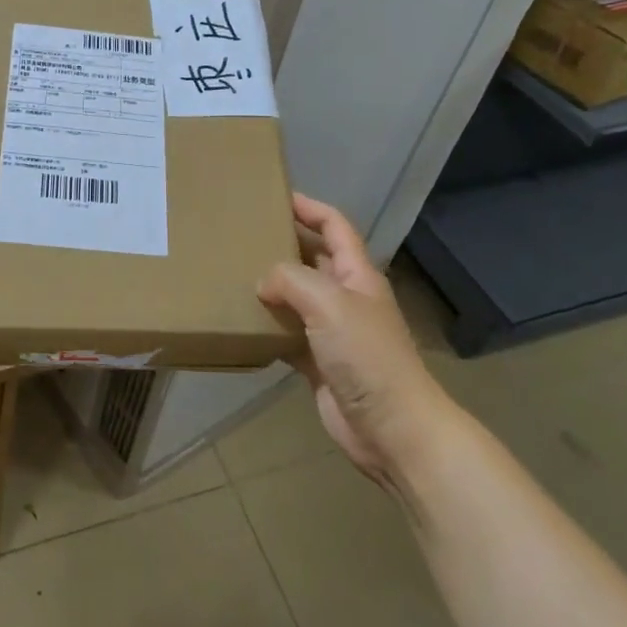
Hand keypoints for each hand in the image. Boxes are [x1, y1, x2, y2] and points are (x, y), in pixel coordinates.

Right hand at [258, 194, 451, 492]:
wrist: (393, 429)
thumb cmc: (367, 355)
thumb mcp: (328, 302)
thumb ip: (291, 280)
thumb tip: (263, 283)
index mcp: (356, 274)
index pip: (334, 226)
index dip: (309, 207)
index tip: (275, 196)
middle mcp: (346, 298)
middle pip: (312, 259)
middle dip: (283, 244)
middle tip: (243, 235)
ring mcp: (333, 333)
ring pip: (297, 298)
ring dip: (271, 287)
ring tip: (233, 274)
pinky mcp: (319, 364)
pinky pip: (287, 335)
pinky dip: (268, 328)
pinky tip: (242, 323)